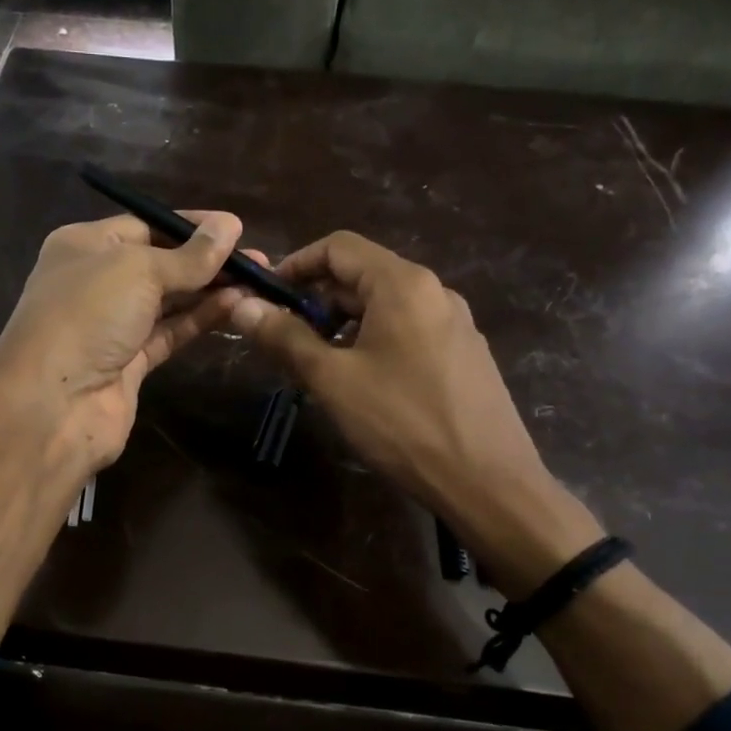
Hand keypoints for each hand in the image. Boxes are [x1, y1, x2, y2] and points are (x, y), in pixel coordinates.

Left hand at [0, 210, 243, 640]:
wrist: (53, 406)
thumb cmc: (86, 316)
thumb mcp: (138, 270)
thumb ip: (188, 255)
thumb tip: (230, 225)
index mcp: (84, 246)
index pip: (144, 226)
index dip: (190, 226)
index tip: (236, 229)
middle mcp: (96, 282)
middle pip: (160, 264)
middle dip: (207, 260)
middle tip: (260, 261)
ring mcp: (112, 326)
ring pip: (168, 300)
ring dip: (209, 290)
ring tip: (258, 281)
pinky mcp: (129, 363)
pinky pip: (170, 332)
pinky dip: (200, 319)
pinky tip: (235, 305)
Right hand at [228, 231, 600, 591]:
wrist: (488, 483)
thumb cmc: (403, 423)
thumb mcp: (333, 380)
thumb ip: (286, 338)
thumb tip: (242, 307)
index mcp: (403, 284)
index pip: (339, 247)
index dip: (295, 264)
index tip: (265, 297)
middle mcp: (434, 292)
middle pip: (362, 276)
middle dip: (316, 301)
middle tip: (283, 341)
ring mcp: (455, 324)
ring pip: (384, 308)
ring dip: (342, 325)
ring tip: (317, 366)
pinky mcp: (464, 355)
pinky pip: (408, 332)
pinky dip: (373, 342)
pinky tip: (362, 384)